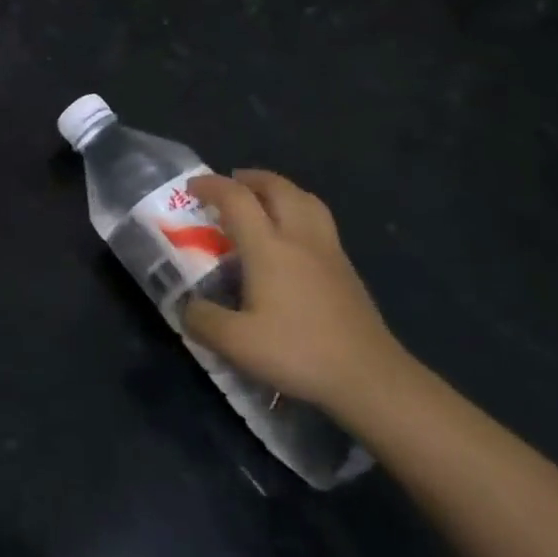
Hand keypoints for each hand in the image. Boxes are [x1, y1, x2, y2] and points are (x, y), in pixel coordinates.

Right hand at [181, 171, 407, 412]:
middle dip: (250, 178)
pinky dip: (299, 212)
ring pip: (306, 200)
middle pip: (277, 188)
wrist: (370, 377)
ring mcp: (329, 251)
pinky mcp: (346, 270)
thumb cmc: (299, 352)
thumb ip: (202, 319)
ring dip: (280, 190)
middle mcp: (300, 238)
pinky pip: (319, 221)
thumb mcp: (235, 343)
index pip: (237, 199)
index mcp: (269, 247)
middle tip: (230, 185)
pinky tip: (291, 239)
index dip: (211, 186)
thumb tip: (188, 306)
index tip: (191, 188)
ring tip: (263, 200)